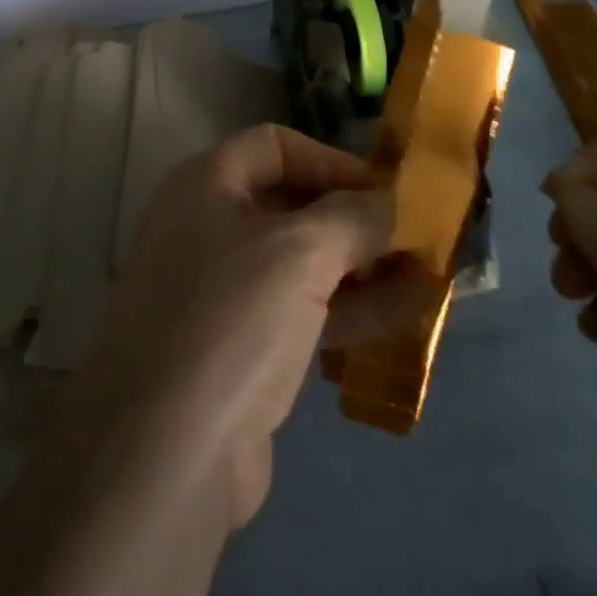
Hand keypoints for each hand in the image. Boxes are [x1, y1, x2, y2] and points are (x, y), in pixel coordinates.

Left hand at [87, 124, 392, 526]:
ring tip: (430, 274)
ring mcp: (219, 289)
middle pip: (290, 204)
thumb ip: (354, 217)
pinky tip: (407, 315)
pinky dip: (348, 308)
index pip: (275, 145)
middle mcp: (206, 225)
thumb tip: (394, 200)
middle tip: (416, 235)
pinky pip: (299, 310)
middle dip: (355, 218)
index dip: (331, 160)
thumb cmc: (233, 318)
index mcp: (206, 183)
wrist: (166, 449)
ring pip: (300, 263)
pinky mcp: (237, 347)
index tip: (386, 190)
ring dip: (362, 266)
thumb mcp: (300, 252)